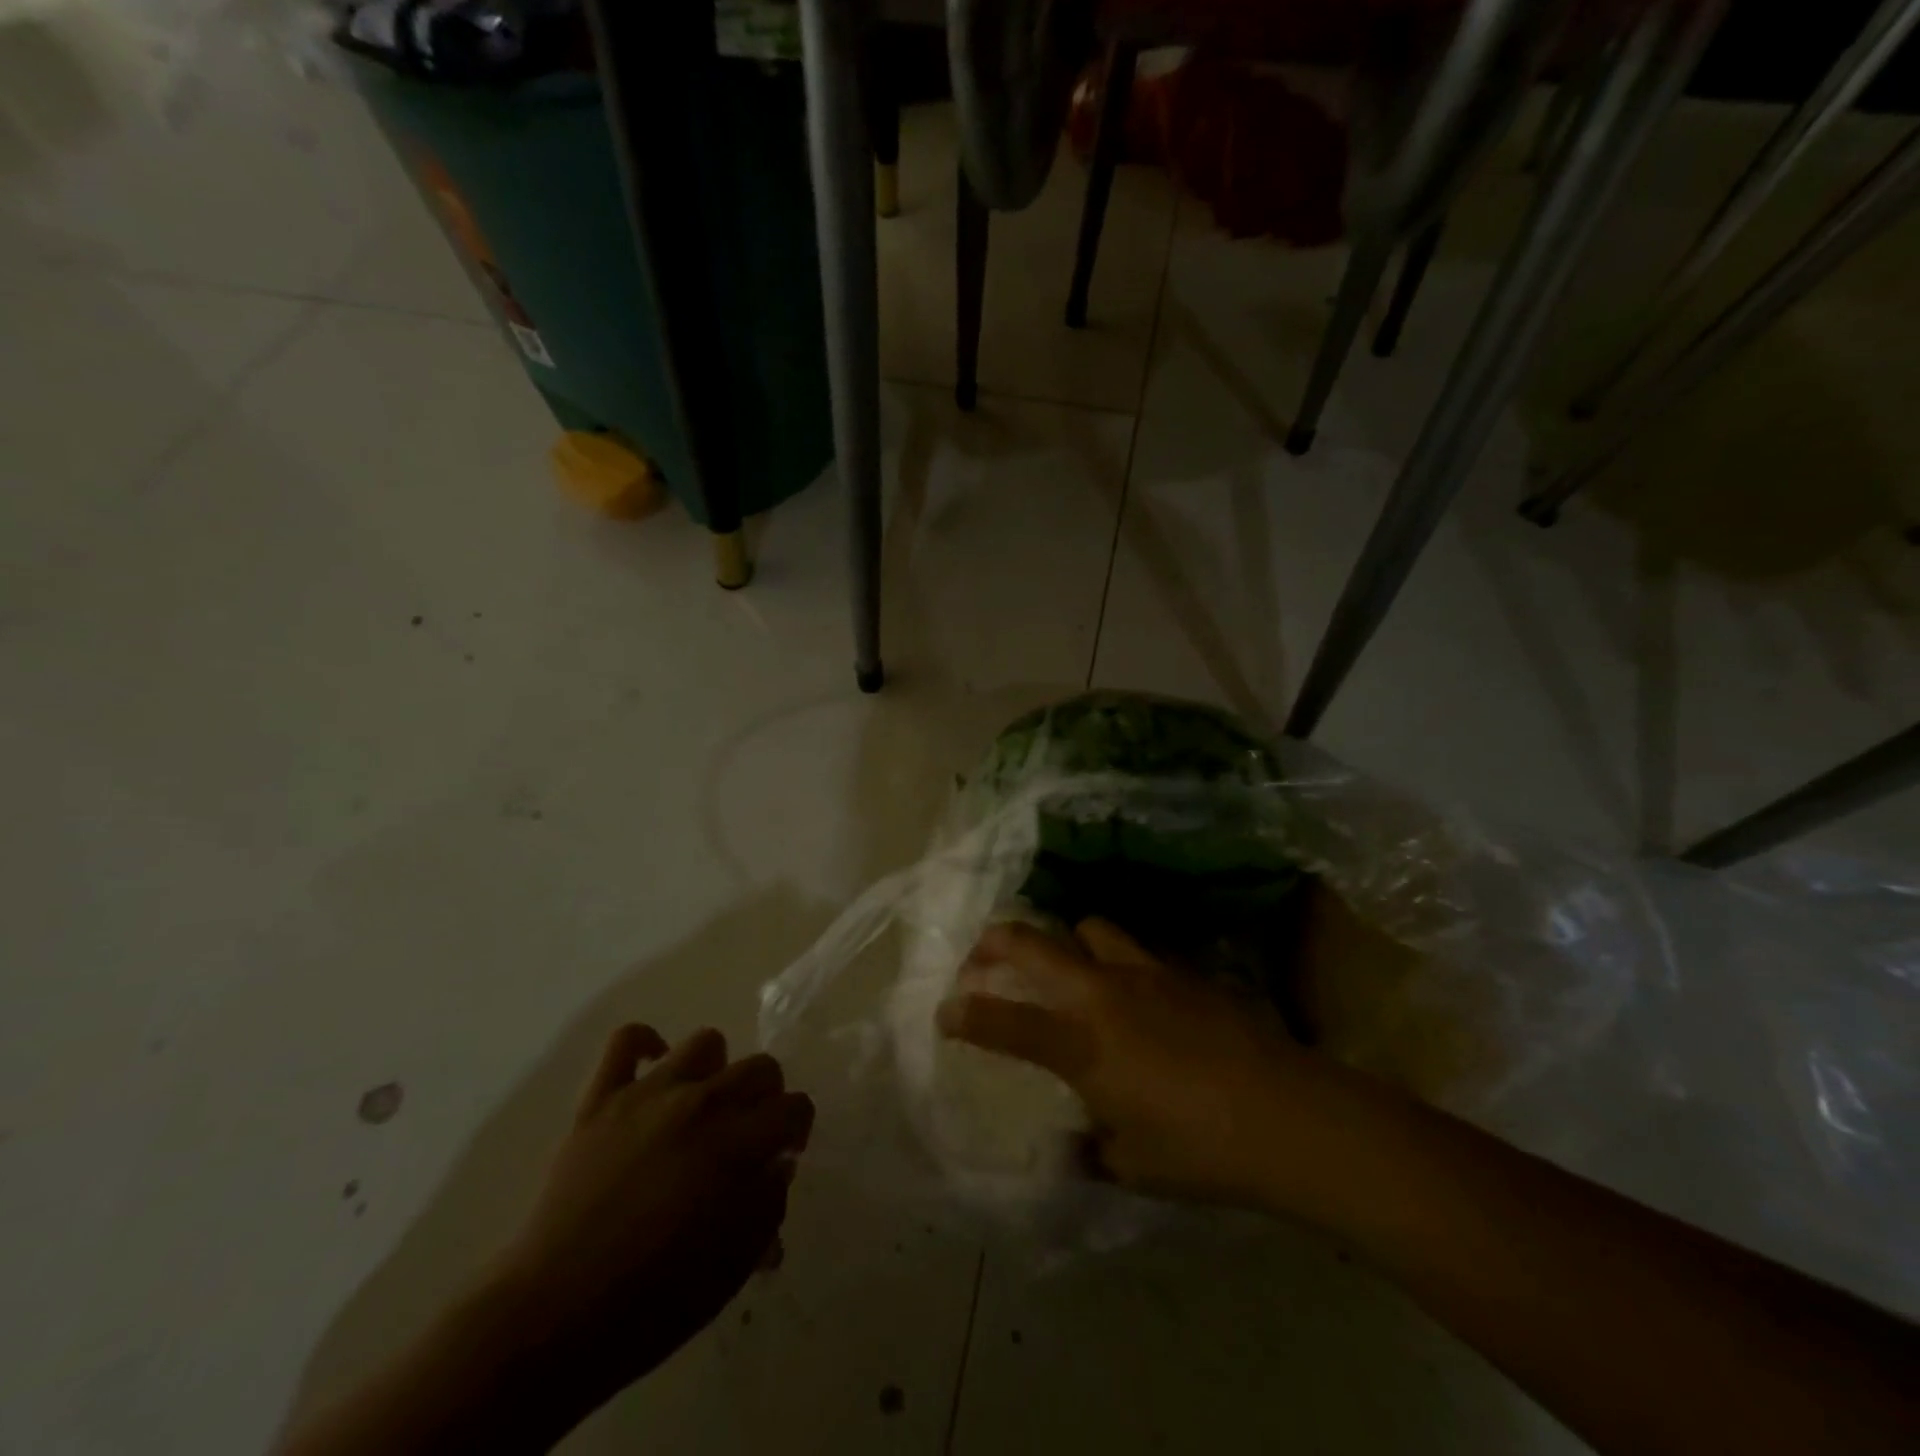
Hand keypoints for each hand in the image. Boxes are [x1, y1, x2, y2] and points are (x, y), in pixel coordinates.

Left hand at [490, 1025, 812, 1405]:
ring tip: (702, 1106)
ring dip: (714, 1071)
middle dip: (767, 1098)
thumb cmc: (654, 1300)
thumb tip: (776, 1164)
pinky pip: (626, 1041)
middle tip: (749, 1133)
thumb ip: (768, 1203)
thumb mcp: (735, 1264)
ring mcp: (648, 1094)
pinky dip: (645, 1045)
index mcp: (738, 1143)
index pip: (794, 1107)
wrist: (554, 1316)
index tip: (785, 1153)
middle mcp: (701, 1103)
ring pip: (705, 1043)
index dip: (797, 1128)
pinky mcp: (601, 1099)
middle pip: (759, 1067)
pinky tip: (653, 1070)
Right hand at [937, 919, 1361, 1213]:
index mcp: (1082, 1045)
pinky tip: (1136, 996)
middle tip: (979, 955)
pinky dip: (1116, 962)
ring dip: (1065, 943)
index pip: (1005, 1021)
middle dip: (995, 943)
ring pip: (1086, 929)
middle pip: (1032, 944)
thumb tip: (1073, 1147)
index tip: (945, 1012)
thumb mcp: (1133, 1164)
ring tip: (1068, 969)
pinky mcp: (1182, 971)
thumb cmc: (1200, 1151)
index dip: (966, 1014)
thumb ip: (1092, 1149)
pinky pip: (1133, 950)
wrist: (1288, 1115)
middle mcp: (1102, 995)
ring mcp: (1144, 973)